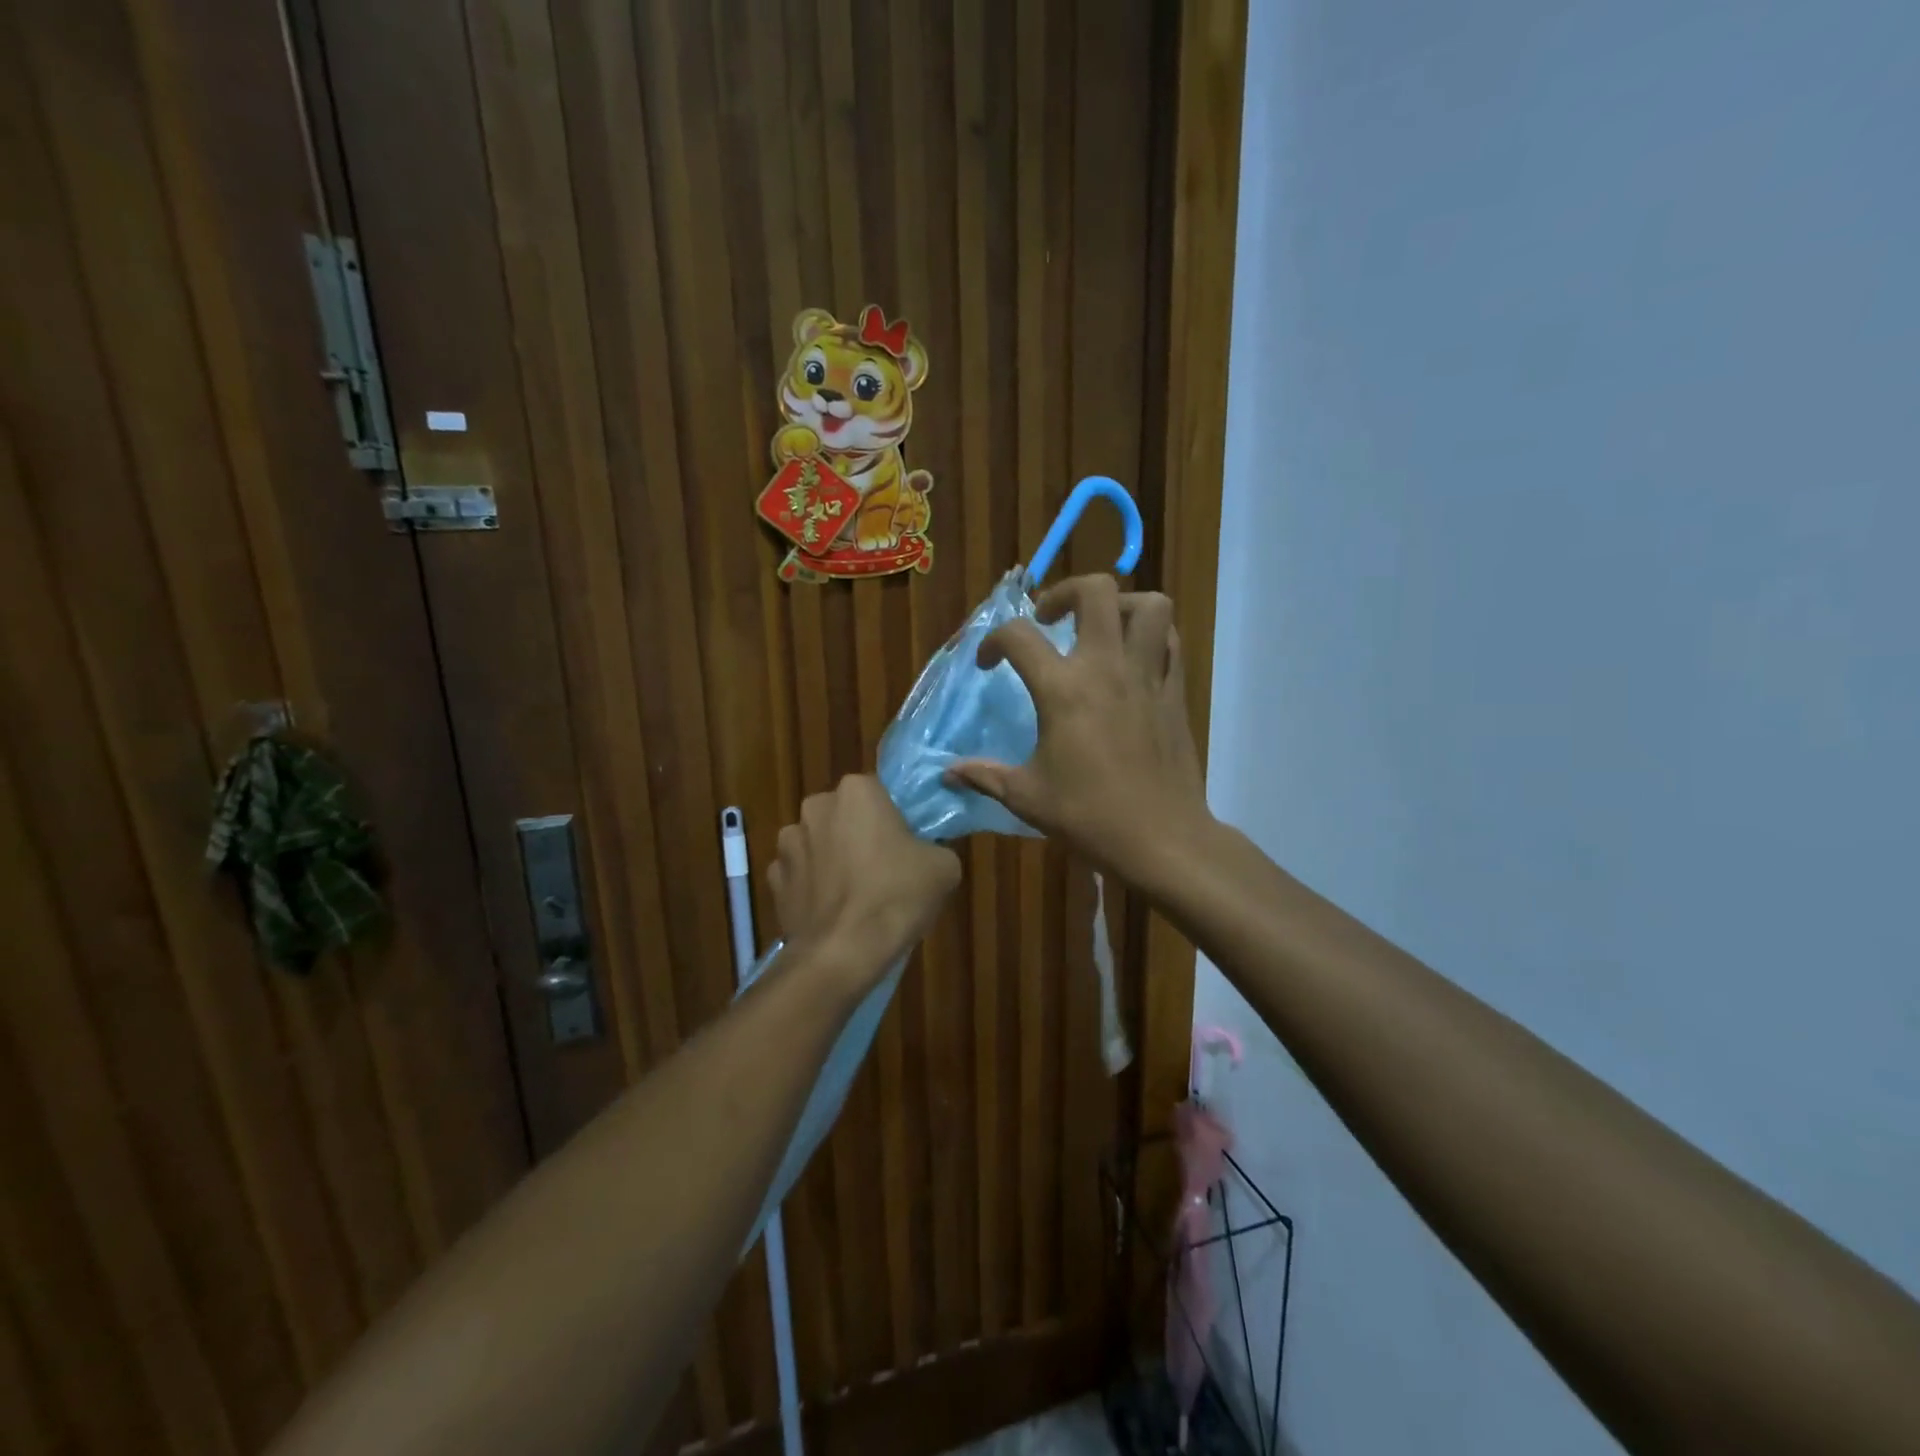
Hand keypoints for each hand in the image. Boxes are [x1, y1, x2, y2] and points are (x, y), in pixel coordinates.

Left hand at [768, 775, 960, 985]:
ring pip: (818, 844)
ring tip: (854, 895)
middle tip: (883, 867)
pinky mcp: (773, 880)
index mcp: (856, 791)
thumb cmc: (896, 896)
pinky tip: (831, 911)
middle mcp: (815, 807)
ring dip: (831, 860)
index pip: (879, 793)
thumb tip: (927, 853)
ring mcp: (788, 844)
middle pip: (844, 815)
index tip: (906, 845)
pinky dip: (812, 887)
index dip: (893, 819)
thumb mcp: (944, 867)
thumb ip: (935, 847)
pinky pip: (800, 875)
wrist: (843, 952)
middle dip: (858, 835)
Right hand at [945, 575, 1211, 881]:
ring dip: (1120, 603)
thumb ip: (984, 776)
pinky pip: (1170, 641)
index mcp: (1063, 690)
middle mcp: (1106, 667)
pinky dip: (1152, 634)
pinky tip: (1133, 656)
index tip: (988, 664)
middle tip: (1050, 619)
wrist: (1160, 839)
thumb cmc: (1089, 816)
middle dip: (1065, 592)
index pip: (1019, 636)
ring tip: (1099, 626)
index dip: (993, 642)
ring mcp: (1147, 675)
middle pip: (1095, 591)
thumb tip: (946, 773)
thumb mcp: (1026, 797)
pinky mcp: (1175, 692)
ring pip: (1148, 605)